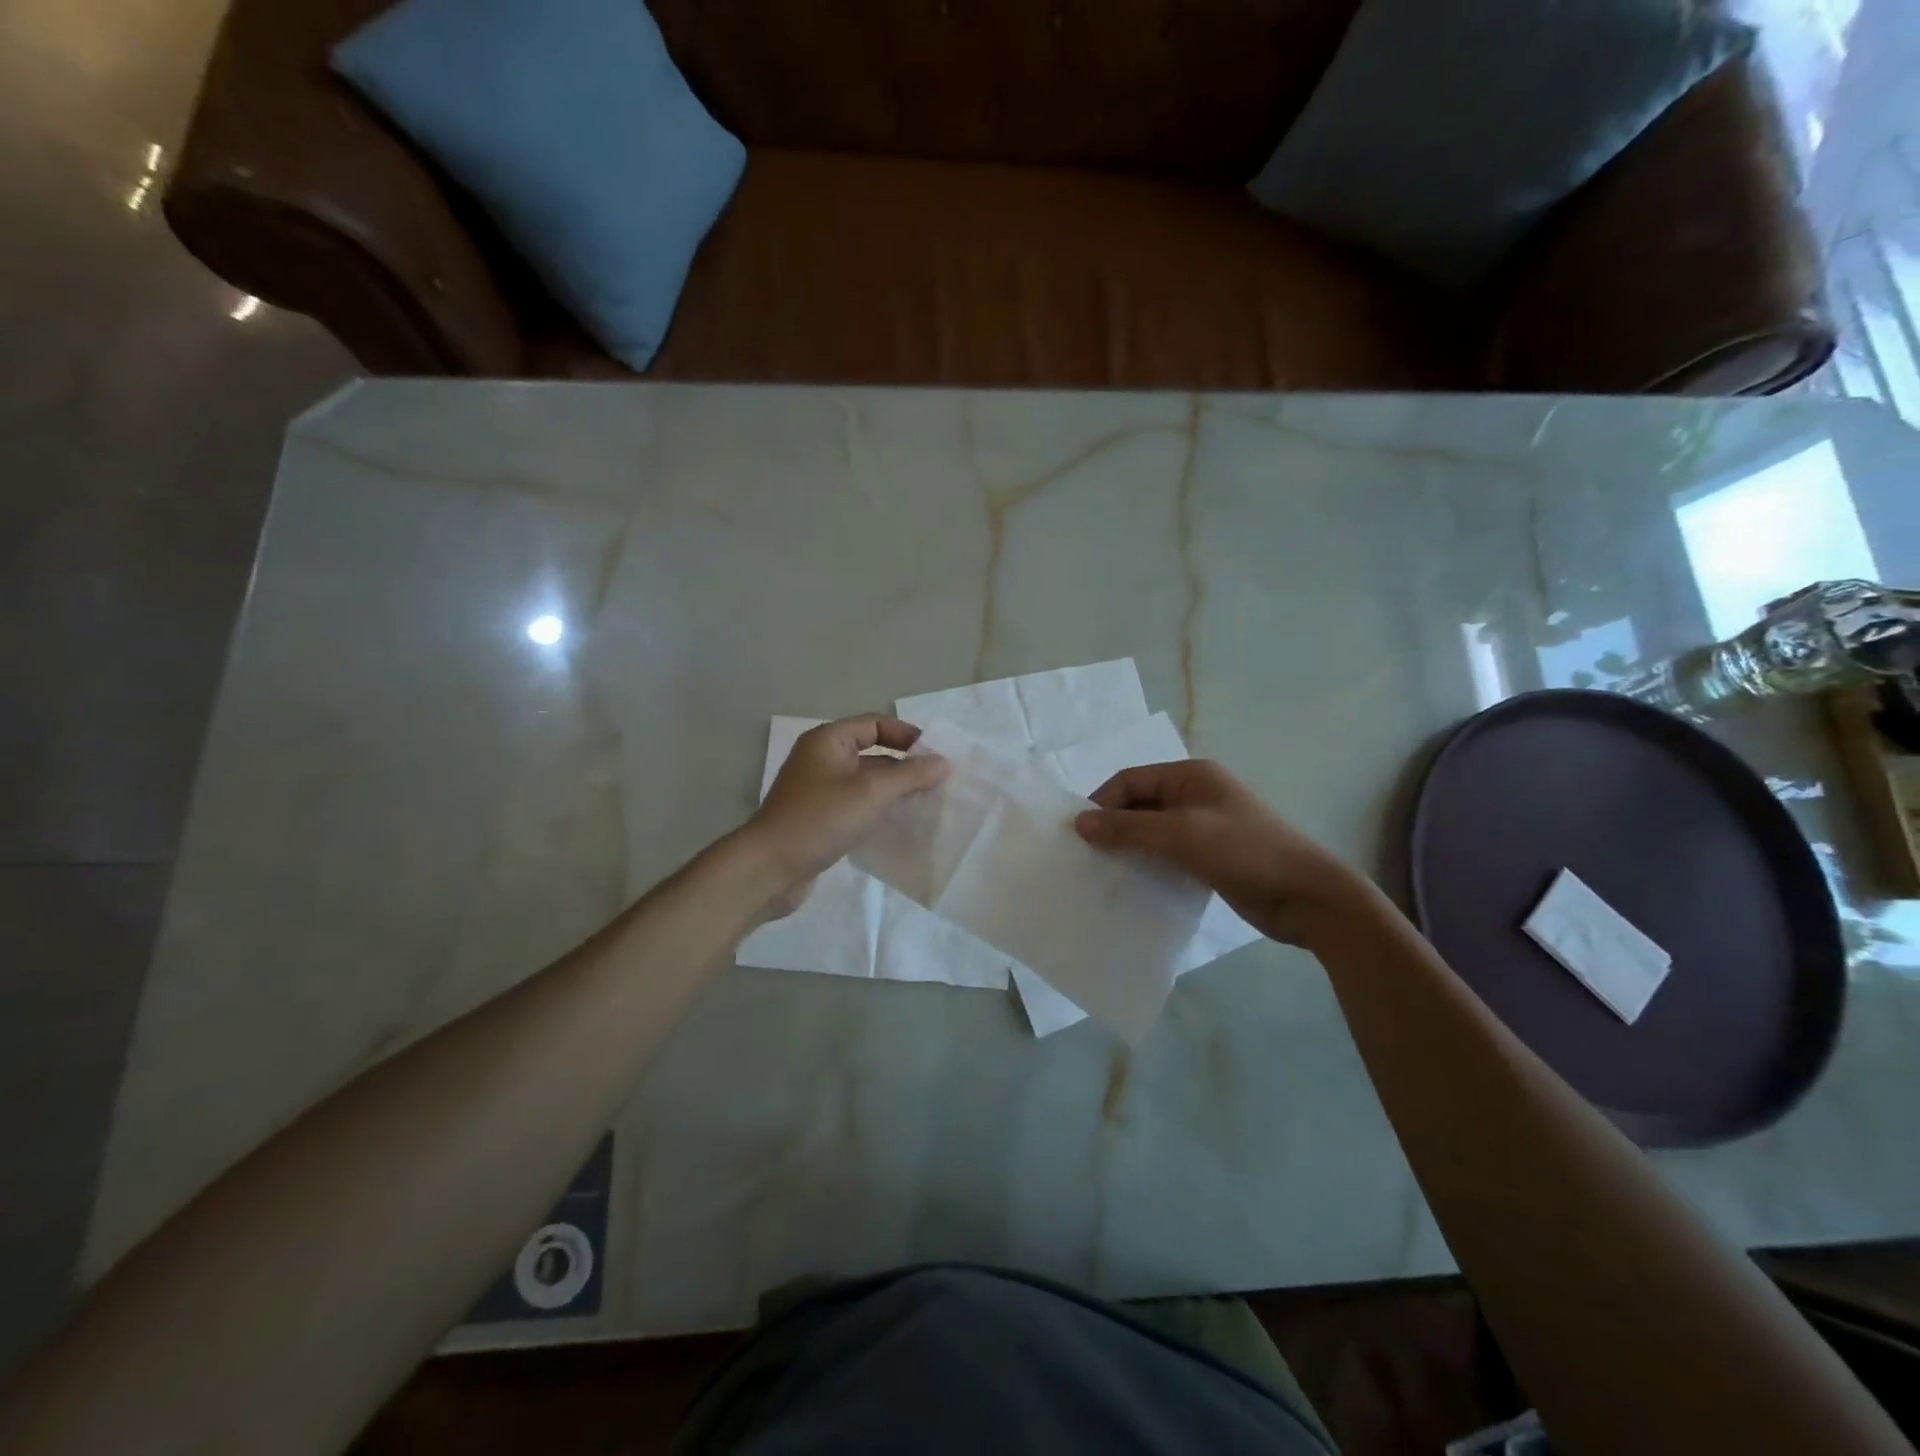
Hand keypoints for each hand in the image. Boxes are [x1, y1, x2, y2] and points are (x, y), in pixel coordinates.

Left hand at [745, 716, 948, 914]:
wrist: (769, 868)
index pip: (875, 724)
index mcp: (828, 741)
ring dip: (894, 790)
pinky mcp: (820, 819)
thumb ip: (910, 775)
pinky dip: (878, 811)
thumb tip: (943, 762)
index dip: (906, 735)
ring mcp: (819, 791)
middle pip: (872, 752)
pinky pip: (856, 806)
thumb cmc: (820, 819)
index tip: (936, 755)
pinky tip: (900, 825)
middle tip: (938, 782)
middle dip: (904, 766)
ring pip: (865, 782)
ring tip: (927, 804)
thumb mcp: (871, 792)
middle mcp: (822, 759)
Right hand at [1074, 760, 1366, 945]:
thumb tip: (1079, 823)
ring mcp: (1204, 825)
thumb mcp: (1182, 835)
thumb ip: (1129, 828)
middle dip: (1113, 826)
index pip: (1130, 780)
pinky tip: (1132, 883)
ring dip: (1129, 846)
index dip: (1102, 803)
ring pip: (1152, 830)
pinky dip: (1148, 863)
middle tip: (1086, 855)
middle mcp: (1195, 794)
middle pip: (1140, 803)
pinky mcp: (1210, 855)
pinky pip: (1167, 852)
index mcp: (1191, 775)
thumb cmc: (1244, 852)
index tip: (1078, 835)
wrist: (1307, 896)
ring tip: (1103, 871)